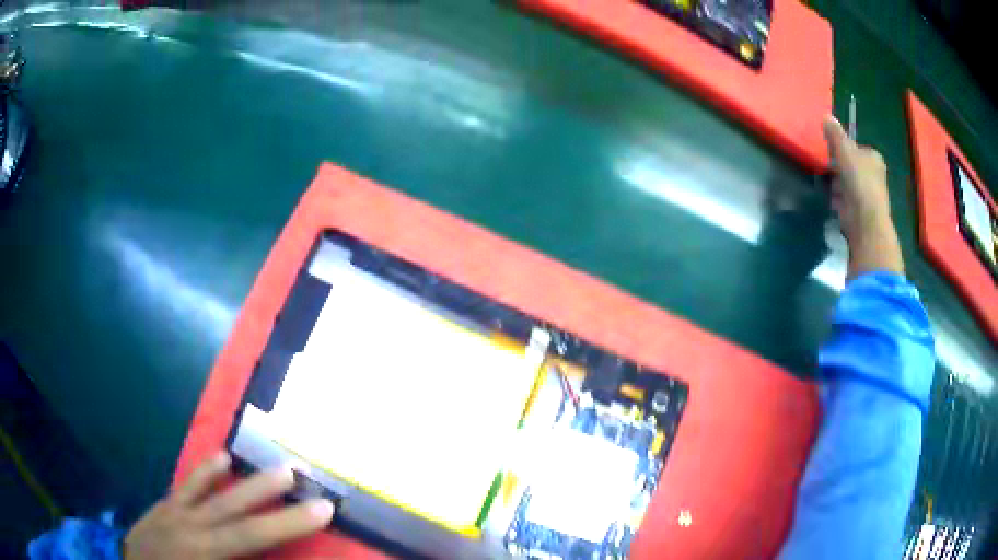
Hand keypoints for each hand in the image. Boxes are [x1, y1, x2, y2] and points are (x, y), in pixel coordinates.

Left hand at [123, 452, 333, 559]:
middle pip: (236, 509)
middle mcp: (191, 527)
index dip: (287, 524)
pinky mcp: (165, 506)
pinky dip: (206, 472)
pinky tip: (222, 459)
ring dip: (244, 478)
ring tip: (273, 465)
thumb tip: (267, 556)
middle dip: (271, 494)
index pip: (252, 535)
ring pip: (212, 491)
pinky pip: (188, 485)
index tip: (322, 510)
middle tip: (303, 474)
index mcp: (204, 551)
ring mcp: (175, 512)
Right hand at [823, 116, 904, 277]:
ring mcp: (869, 195)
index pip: (856, 147)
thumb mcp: (844, 150)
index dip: (843, 149)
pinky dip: (839, 199)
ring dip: (837, 184)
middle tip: (829, 170)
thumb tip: (826, 115)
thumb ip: (835, 134)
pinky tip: (834, 201)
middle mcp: (875, 174)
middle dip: (839, 168)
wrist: (865, 220)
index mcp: (874, 157)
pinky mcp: (861, 211)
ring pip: (848, 182)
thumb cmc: (858, 181)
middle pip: (851, 165)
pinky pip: (846, 199)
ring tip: (831, 187)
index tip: (832, 153)